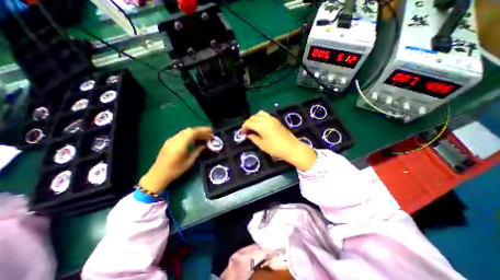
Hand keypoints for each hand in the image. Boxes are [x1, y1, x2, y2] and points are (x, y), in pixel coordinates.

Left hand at [139, 126, 212, 192]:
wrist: (158, 174)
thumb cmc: (175, 170)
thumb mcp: (189, 161)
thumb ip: (197, 151)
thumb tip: (205, 145)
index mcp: (180, 145)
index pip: (193, 132)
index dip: (203, 131)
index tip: (211, 132)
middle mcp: (175, 140)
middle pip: (189, 130)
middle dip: (201, 131)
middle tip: (209, 134)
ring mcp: (171, 140)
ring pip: (185, 132)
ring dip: (195, 132)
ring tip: (204, 136)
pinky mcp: (169, 142)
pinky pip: (181, 134)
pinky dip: (190, 135)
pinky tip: (194, 139)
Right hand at [242, 111, 315, 171]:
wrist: (291, 147)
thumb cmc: (275, 148)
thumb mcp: (262, 145)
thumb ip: (253, 138)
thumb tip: (248, 134)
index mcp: (261, 125)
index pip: (248, 123)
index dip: (244, 128)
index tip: (242, 133)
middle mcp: (266, 119)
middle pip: (253, 117)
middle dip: (248, 123)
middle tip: (247, 131)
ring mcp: (272, 118)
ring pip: (259, 114)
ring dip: (254, 119)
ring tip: (253, 127)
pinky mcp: (276, 120)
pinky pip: (265, 115)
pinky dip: (260, 118)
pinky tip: (261, 125)